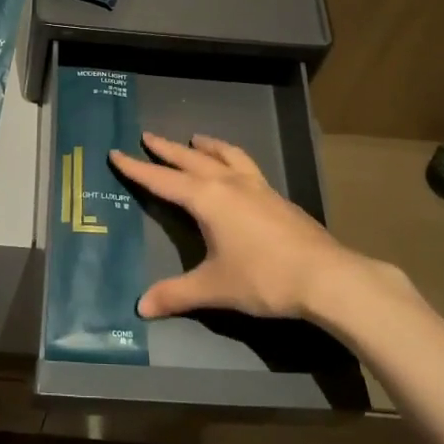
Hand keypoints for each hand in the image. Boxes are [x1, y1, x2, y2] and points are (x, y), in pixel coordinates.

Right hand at [110, 132, 411, 320]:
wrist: (326, 276)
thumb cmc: (264, 277)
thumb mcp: (214, 287)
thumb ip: (176, 293)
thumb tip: (141, 306)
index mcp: (207, 198)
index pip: (162, 180)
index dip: (137, 168)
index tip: (116, 152)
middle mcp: (229, 183)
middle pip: (190, 159)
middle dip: (166, 149)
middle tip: (147, 136)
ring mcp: (257, 186)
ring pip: (225, 155)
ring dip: (206, 146)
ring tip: (195, 139)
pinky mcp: (276, 196)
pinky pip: (246, 165)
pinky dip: (231, 157)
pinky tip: (235, 170)